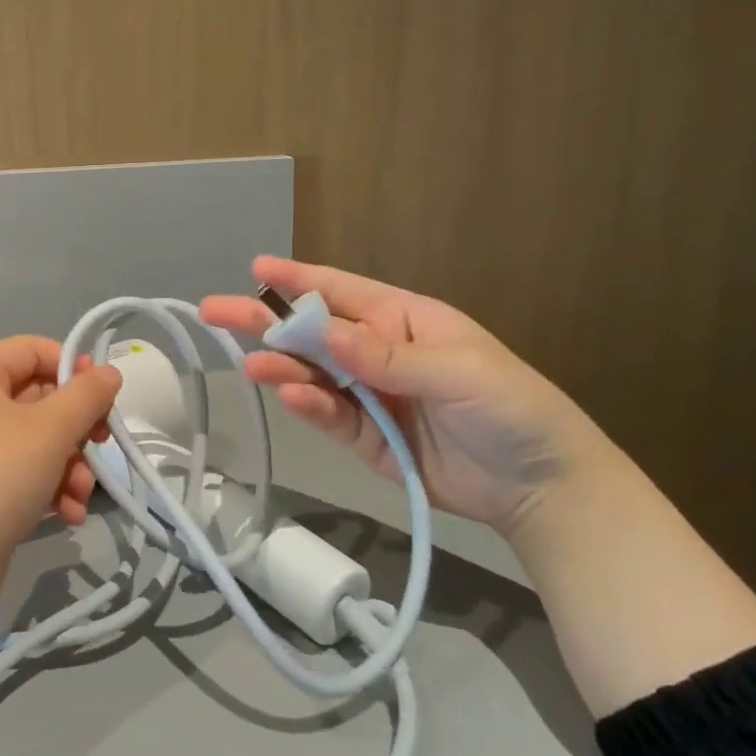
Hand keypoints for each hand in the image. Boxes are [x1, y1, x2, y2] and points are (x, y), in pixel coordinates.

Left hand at [0, 337, 121, 650]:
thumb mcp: (51, 430)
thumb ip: (86, 395)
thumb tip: (108, 372)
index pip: (32, 349)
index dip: (72, 366)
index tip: (103, 394)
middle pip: (38, 397)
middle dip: (76, 429)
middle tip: (102, 445)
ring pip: (35, 440)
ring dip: (69, 465)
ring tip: (82, 495)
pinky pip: (22, 472)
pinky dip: (49, 487)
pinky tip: (69, 513)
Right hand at [199, 256, 622, 534]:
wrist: (541, 487)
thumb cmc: (510, 408)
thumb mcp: (458, 372)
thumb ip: (389, 357)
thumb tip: (328, 334)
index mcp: (402, 320)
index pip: (341, 291)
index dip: (298, 279)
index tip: (256, 268)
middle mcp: (376, 352)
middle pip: (312, 332)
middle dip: (266, 320)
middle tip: (215, 311)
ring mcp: (368, 395)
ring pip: (312, 374)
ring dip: (282, 368)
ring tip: (254, 367)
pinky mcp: (365, 438)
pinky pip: (329, 416)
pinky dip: (309, 407)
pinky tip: (292, 398)